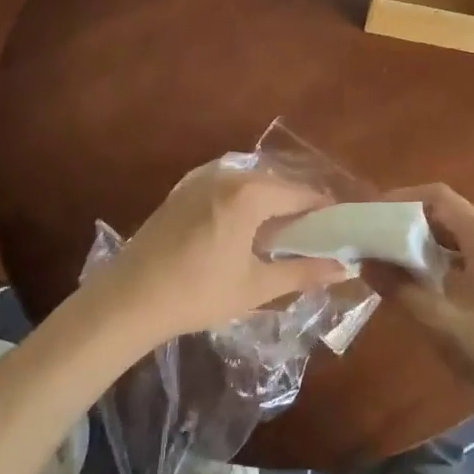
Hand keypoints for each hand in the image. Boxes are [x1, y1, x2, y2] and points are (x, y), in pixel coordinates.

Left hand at [113, 161, 348, 337]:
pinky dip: (243, 201)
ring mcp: (203, 177)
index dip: (323, 212)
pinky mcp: (184, 188)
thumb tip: (345, 269)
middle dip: (297, 208)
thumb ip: (303, 272)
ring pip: (252, 183)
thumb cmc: (198, 293)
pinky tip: (242, 230)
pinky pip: (227, 186)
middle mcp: (229, 174)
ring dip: (269, 204)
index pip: (302, 194)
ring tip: (278, 238)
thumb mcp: (256, 286)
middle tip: (309, 240)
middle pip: (277, 184)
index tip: (337, 232)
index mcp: (251, 193)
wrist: (128, 299)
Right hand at [370, 184, 473, 405]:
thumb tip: (365, 261)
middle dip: (410, 219)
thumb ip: (399, 287)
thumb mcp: (439, 321)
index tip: (373, 213)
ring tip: (393, 257)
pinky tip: (424, 279)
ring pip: (459, 232)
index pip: (438, 196)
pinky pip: (470, 250)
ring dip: (426, 239)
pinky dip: (443, 255)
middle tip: (377, 236)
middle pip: (448, 211)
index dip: (402, 198)